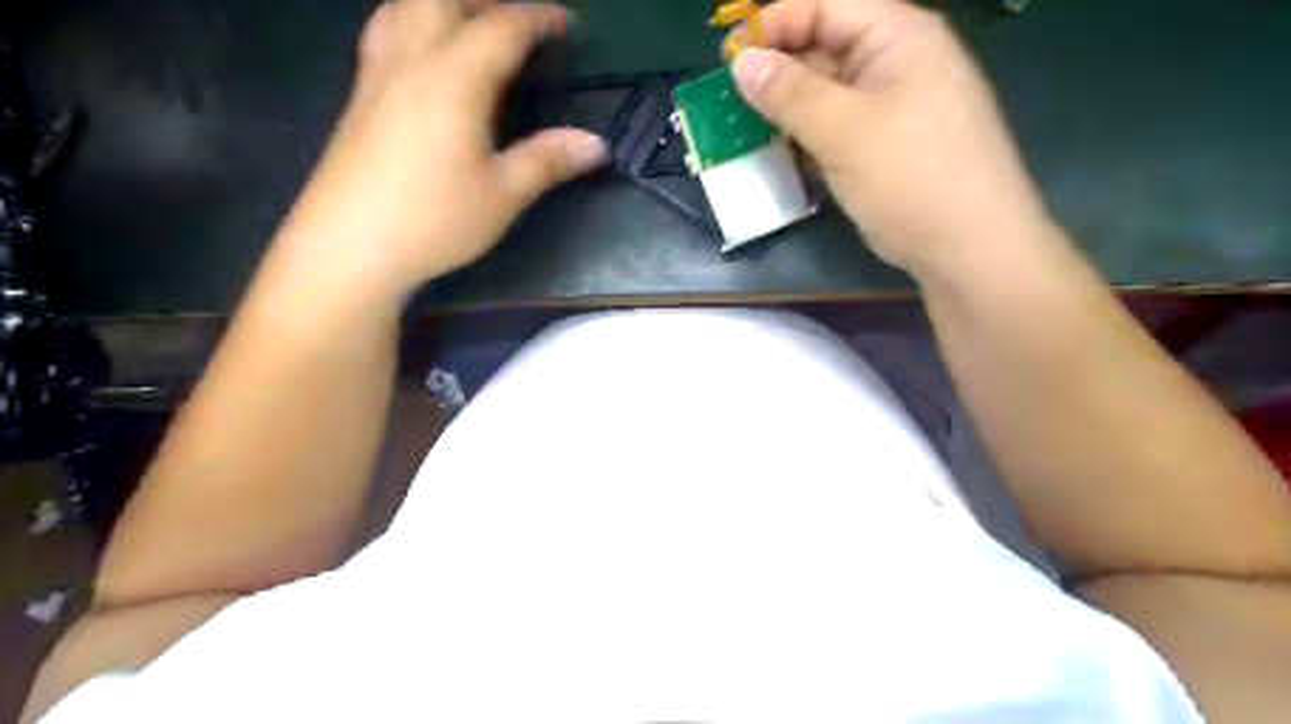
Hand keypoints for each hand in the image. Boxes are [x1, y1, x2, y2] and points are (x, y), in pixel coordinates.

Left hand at [269, 0, 612, 298]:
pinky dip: (410, 22)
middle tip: (515, 20)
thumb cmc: (434, 220)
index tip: (565, 23)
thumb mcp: (503, 195)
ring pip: (403, 6)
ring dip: (442, 4)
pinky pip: (384, 32)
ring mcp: (377, 77)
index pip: (500, 28)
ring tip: (470, 24)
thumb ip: (547, 161)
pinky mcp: (359, 99)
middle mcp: (411, 61)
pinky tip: (423, 55)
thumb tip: (596, 144)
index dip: (537, 18)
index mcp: (454, 79)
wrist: (349, 248)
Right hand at [730, 1, 1053, 276]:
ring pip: (826, 95)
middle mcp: (895, 63)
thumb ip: (789, 93)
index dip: (775, 23)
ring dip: (786, 111)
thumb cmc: (911, 175)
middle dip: (776, 72)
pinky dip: (806, 139)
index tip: (729, 56)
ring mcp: (891, 109)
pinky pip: (835, 130)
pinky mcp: (883, 149)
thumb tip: (741, 62)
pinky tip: (779, 155)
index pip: (826, 5)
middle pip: (824, 48)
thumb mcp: (844, 129)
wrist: (968, 248)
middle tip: (729, 101)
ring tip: (743, 130)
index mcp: (897, 36)